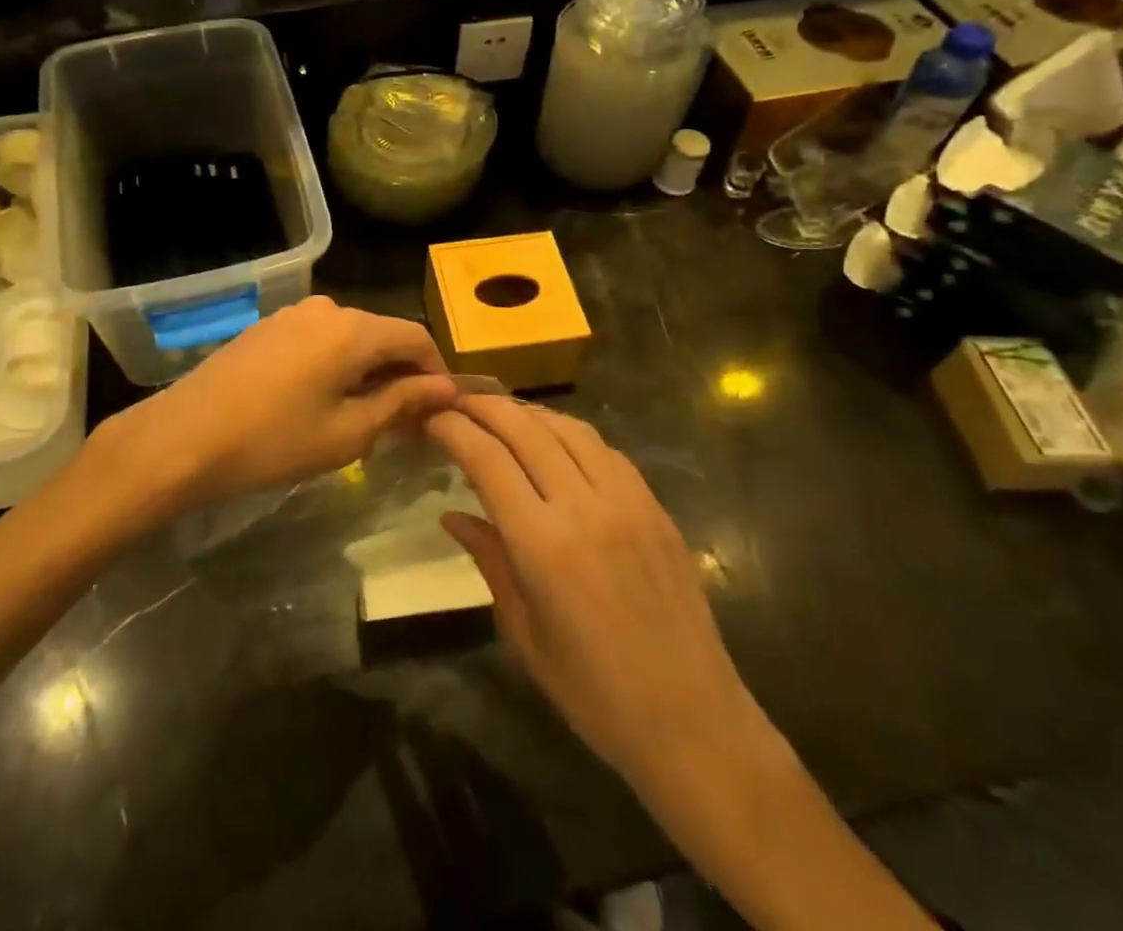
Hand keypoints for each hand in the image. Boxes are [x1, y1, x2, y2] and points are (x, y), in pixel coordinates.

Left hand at [90, 296, 458, 515]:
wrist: (183, 437)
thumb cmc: (273, 441)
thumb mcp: (347, 432)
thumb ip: (401, 402)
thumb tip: (445, 388)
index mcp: (353, 329)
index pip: (416, 337)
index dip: (436, 371)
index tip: (440, 410)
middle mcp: (326, 308)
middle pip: (382, 334)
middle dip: (401, 374)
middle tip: (406, 422)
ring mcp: (292, 314)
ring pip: (350, 337)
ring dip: (368, 370)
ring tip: (365, 416)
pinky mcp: (268, 327)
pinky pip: (320, 339)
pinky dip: (336, 364)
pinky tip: (324, 400)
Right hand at [427, 397, 760, 794]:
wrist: (692, 720)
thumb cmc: (593, 691)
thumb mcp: (523, 633)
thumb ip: (489, 560)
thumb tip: (452, 515)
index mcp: (543, 544)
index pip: (487, 459)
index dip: (454, 429)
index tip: (431, 418)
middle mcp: (585, 506)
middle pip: (525, 428)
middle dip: (484, 406)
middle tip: (457, 402)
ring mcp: (627, 500)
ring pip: (568, 428)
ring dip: (528, 412)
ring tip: (500, 413)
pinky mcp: (655, 506)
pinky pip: (605, 449)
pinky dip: (569, 432)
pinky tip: (554, 441)